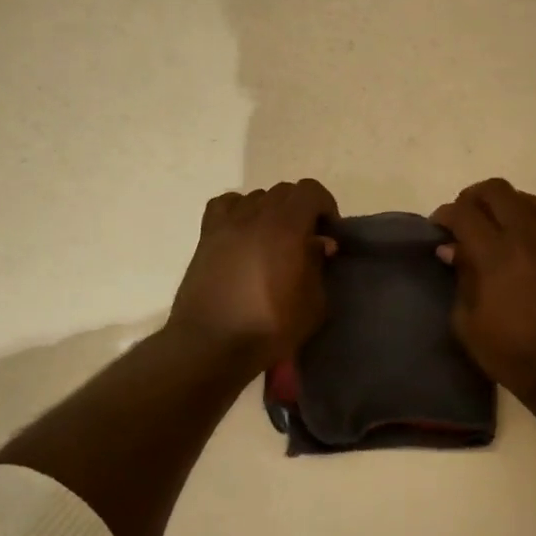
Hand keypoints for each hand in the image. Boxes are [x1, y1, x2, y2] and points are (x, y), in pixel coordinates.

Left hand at [167, 180, 338, 374]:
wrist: (211, 345)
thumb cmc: (269, 328)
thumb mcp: (313, 304)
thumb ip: (319, 265)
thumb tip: (319, 243)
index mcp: (286, 226)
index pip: (310, 191)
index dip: (325, 206)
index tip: (330, 232)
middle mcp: (255, 215)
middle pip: (284, 191)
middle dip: (301, 209)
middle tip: (306, 240)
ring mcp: (227, 223)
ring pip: (256, 197)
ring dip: (272, 211)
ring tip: (274, 240)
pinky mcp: (206, 236)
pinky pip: (225, 205)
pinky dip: (239, 210)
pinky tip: (244, 233)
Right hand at [432, 178, 535, 403]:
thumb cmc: (511, 351)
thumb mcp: (468, 322)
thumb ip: (459, 277)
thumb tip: (451, 249)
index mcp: (495, 255)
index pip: (464, 213)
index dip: (445, 214)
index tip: (437, 227)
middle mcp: (525, 237)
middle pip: (495, 191)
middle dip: (471, 198)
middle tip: (463, 218)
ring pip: (524, 197)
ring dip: (502, 202)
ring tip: (492, 221)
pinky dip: (530, 210)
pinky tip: (522, 225)